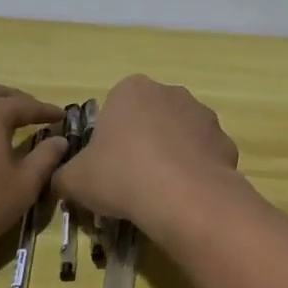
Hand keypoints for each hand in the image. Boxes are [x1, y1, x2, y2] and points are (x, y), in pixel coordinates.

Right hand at [52, 75, 240, 235]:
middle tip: (131, 179)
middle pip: (150, 118)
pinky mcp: (226, 141)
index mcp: (132, 90)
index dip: (110, 138)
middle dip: (143, 143)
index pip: (115, 108)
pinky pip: (204, 156)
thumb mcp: (75, 180)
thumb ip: (63, 175)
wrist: (184, 197)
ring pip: (180, 136)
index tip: (107, 165)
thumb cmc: (122, 175)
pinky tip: (186, 197)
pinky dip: (195, 172)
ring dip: (171, 156)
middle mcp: (170, 92)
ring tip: (160, 193)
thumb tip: (61, 180)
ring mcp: (203, 115)